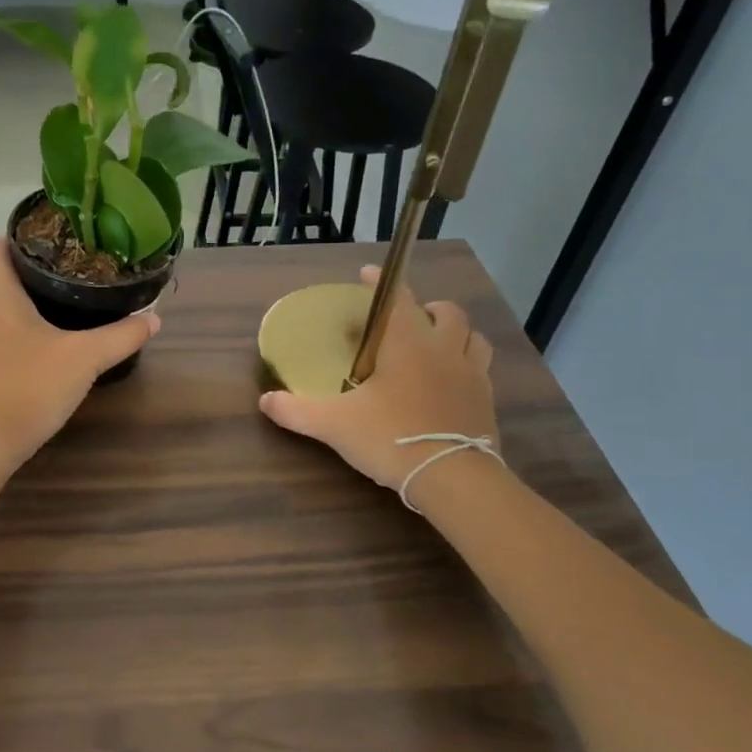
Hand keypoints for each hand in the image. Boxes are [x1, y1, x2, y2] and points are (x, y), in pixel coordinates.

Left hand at [0, 240, 160, 475]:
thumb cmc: (31, 386)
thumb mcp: (85, 358)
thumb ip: (121, 336)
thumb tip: (154, 318)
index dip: (18, 237)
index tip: (51, 239)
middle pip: (2, 280)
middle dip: (34, 274)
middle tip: (74, 273)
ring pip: (1, 312)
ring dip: (28, 307)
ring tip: (66, 307)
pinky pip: (0, 340)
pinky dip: (21, 336)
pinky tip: (49, 349)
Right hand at [260, 267, 498, 491]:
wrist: (453, 478)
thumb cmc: (391, 438)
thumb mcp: (334, 425)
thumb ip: (297, 410)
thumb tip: (264, 400)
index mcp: (408, 343)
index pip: (397, 298)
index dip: (381, 282)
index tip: (368, 273)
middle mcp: (445, 349)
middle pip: (447, 312)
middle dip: (428, 308)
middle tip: (407, 320)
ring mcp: (472, 375)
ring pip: (473, 338)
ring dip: (456, 334)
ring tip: (436, 345)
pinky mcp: (487, 401)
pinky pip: (481, 371)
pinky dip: (467, 366)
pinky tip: (450, 384)